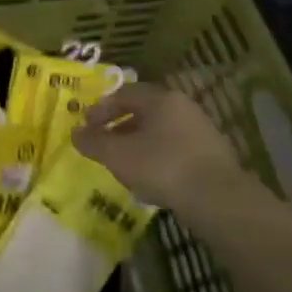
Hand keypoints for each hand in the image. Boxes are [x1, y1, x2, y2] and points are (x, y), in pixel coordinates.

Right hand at [72, 85, 263, 213]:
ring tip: (124, 164)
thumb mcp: (117, 155)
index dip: (100, 108)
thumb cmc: (161, 166)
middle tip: (103, 144)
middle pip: (144, 111)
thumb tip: (75, 133)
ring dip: (138, 144)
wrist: (216, 198)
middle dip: (119, 126)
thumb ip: (92, 142)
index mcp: (160, 99)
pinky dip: (157, 158)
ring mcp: (201, 130)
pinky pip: (175, 149)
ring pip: (160, 131)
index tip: (86, 126)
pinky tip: (150, 178)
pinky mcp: (212, 155)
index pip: (124, 93)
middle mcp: (183, 107)